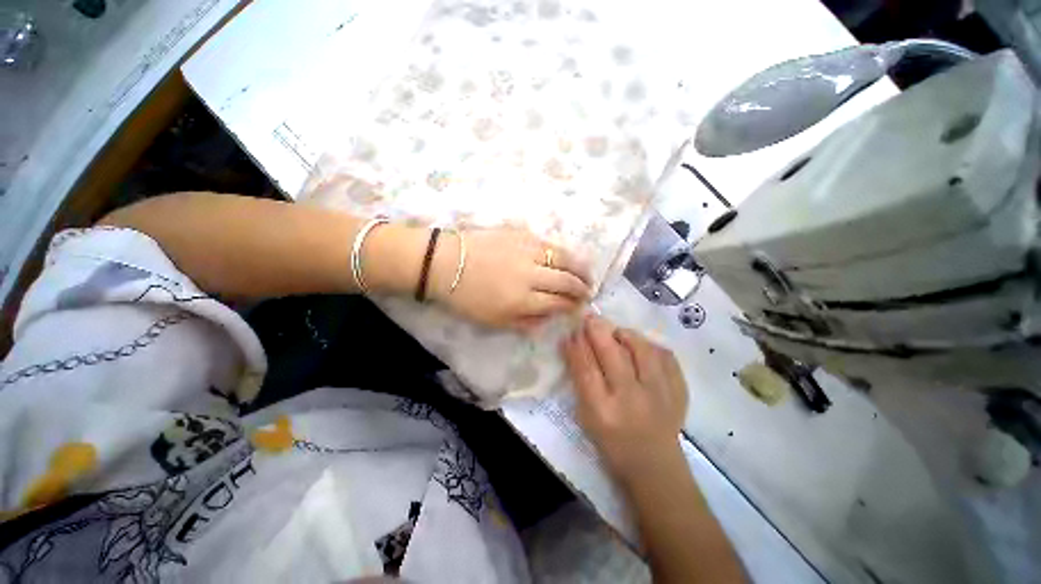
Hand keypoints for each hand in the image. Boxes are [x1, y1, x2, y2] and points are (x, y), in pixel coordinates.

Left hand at [431, 227, 591, 330]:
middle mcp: (530, 273)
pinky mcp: (521, 233)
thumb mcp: (494, 321)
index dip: (572, 305)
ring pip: (563, 257)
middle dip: (582, 287)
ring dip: (580, 267)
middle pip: (567, 279)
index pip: (559, 302)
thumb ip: (526, 322)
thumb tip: (549, 318)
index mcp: (523, 299)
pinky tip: (565, 257)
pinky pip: (549, 243)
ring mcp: (527, 250)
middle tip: (589, 290)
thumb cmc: (466, 297)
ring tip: (587, 273)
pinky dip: (562, 252)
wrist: (444, 262)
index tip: (579, 306)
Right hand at [561, 315, 687, 483]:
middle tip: (591, 319)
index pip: (586, 369)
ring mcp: (660, 395)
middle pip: (612, 354)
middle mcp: (632, 400)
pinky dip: (652, 347)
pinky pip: (666, 357)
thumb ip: (581, 379)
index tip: (572, 330)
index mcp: (603, 411)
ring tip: (617, 333)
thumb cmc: (613, 442)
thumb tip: (573, 344)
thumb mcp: (588, 415)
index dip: (577, 345)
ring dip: (626, 334)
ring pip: (641, 349)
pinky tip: (642, 348)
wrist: (655, 466)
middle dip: (597, 331)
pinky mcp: (680, 392)